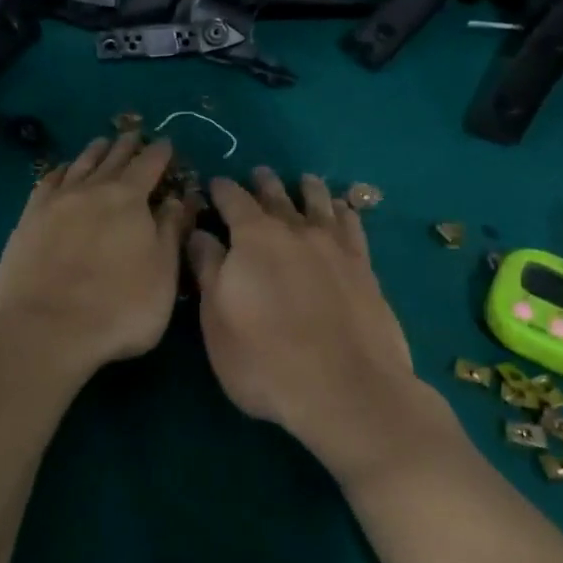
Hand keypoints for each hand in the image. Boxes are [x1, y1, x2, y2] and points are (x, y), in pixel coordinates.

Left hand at [0, 133, 192, 377]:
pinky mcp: (28, 219)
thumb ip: (170, 231)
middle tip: (134, 134)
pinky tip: (61, 171)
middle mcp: (91, 190)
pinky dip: (59, 171)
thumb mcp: (163, 273)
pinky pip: (47, 182)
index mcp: (129, 199)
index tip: (166, 142)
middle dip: (127, 145)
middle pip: (112, 159)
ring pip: (78, 165)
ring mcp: (55, 202)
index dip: (160, 152)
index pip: (149, 165)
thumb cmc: (119, 308)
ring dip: (94, 152)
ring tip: (101, 142)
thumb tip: (175, 199)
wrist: (46, 329)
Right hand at [187, 168, 444, 481]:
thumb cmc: (265, 360)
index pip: (233, 200)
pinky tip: (344, 210)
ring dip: (307, 189)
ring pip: (319, 204)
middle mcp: (295, 231)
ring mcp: (334, 247)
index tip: (214, 183)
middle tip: (258, 173)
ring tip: (304, 180)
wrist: (346, 389)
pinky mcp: (364, 268)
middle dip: (263, 183)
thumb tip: (199, 233)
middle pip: (276, 196)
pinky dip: (345, 212)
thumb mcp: (217, 320)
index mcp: (253, 238)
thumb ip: (209, 270)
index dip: (221, 189)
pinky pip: (353, 226)